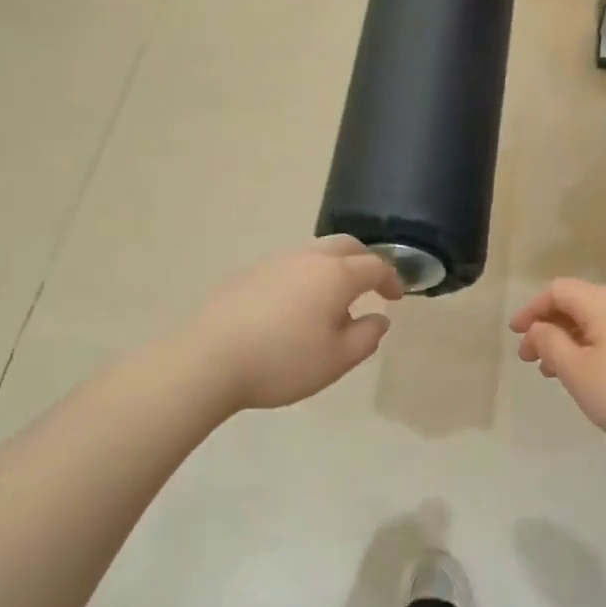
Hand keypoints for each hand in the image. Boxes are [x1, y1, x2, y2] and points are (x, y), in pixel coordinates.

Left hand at [193, 237, 404, 412]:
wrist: (208, 359)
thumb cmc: (284, 361)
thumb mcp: (338, 359)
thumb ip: (367, 337)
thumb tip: (379, 319)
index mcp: (336, 275)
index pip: (375, 266)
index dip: (392, 279)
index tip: (397, 297)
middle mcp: (308, 258)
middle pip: (346, 246)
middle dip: (365, 261)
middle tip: (372, 285)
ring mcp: (275, 263)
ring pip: (315, 253)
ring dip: (334, 269)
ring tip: (334, 302)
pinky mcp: (249, 275)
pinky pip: (290, 267)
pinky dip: (307, 278)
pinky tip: (298, 309)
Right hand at [509, 278, 605, 455]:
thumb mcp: (576, 370)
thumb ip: (549, 342)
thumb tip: (538, 328)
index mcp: (604, 302)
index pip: (558, 290)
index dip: (532, 310)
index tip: (515, 335)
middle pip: (578, 303)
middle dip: (549, 327)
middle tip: (530, 359)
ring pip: (596, 321)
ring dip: (569, 340)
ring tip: (553, 372)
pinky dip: (591, 346)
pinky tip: (587, 374)